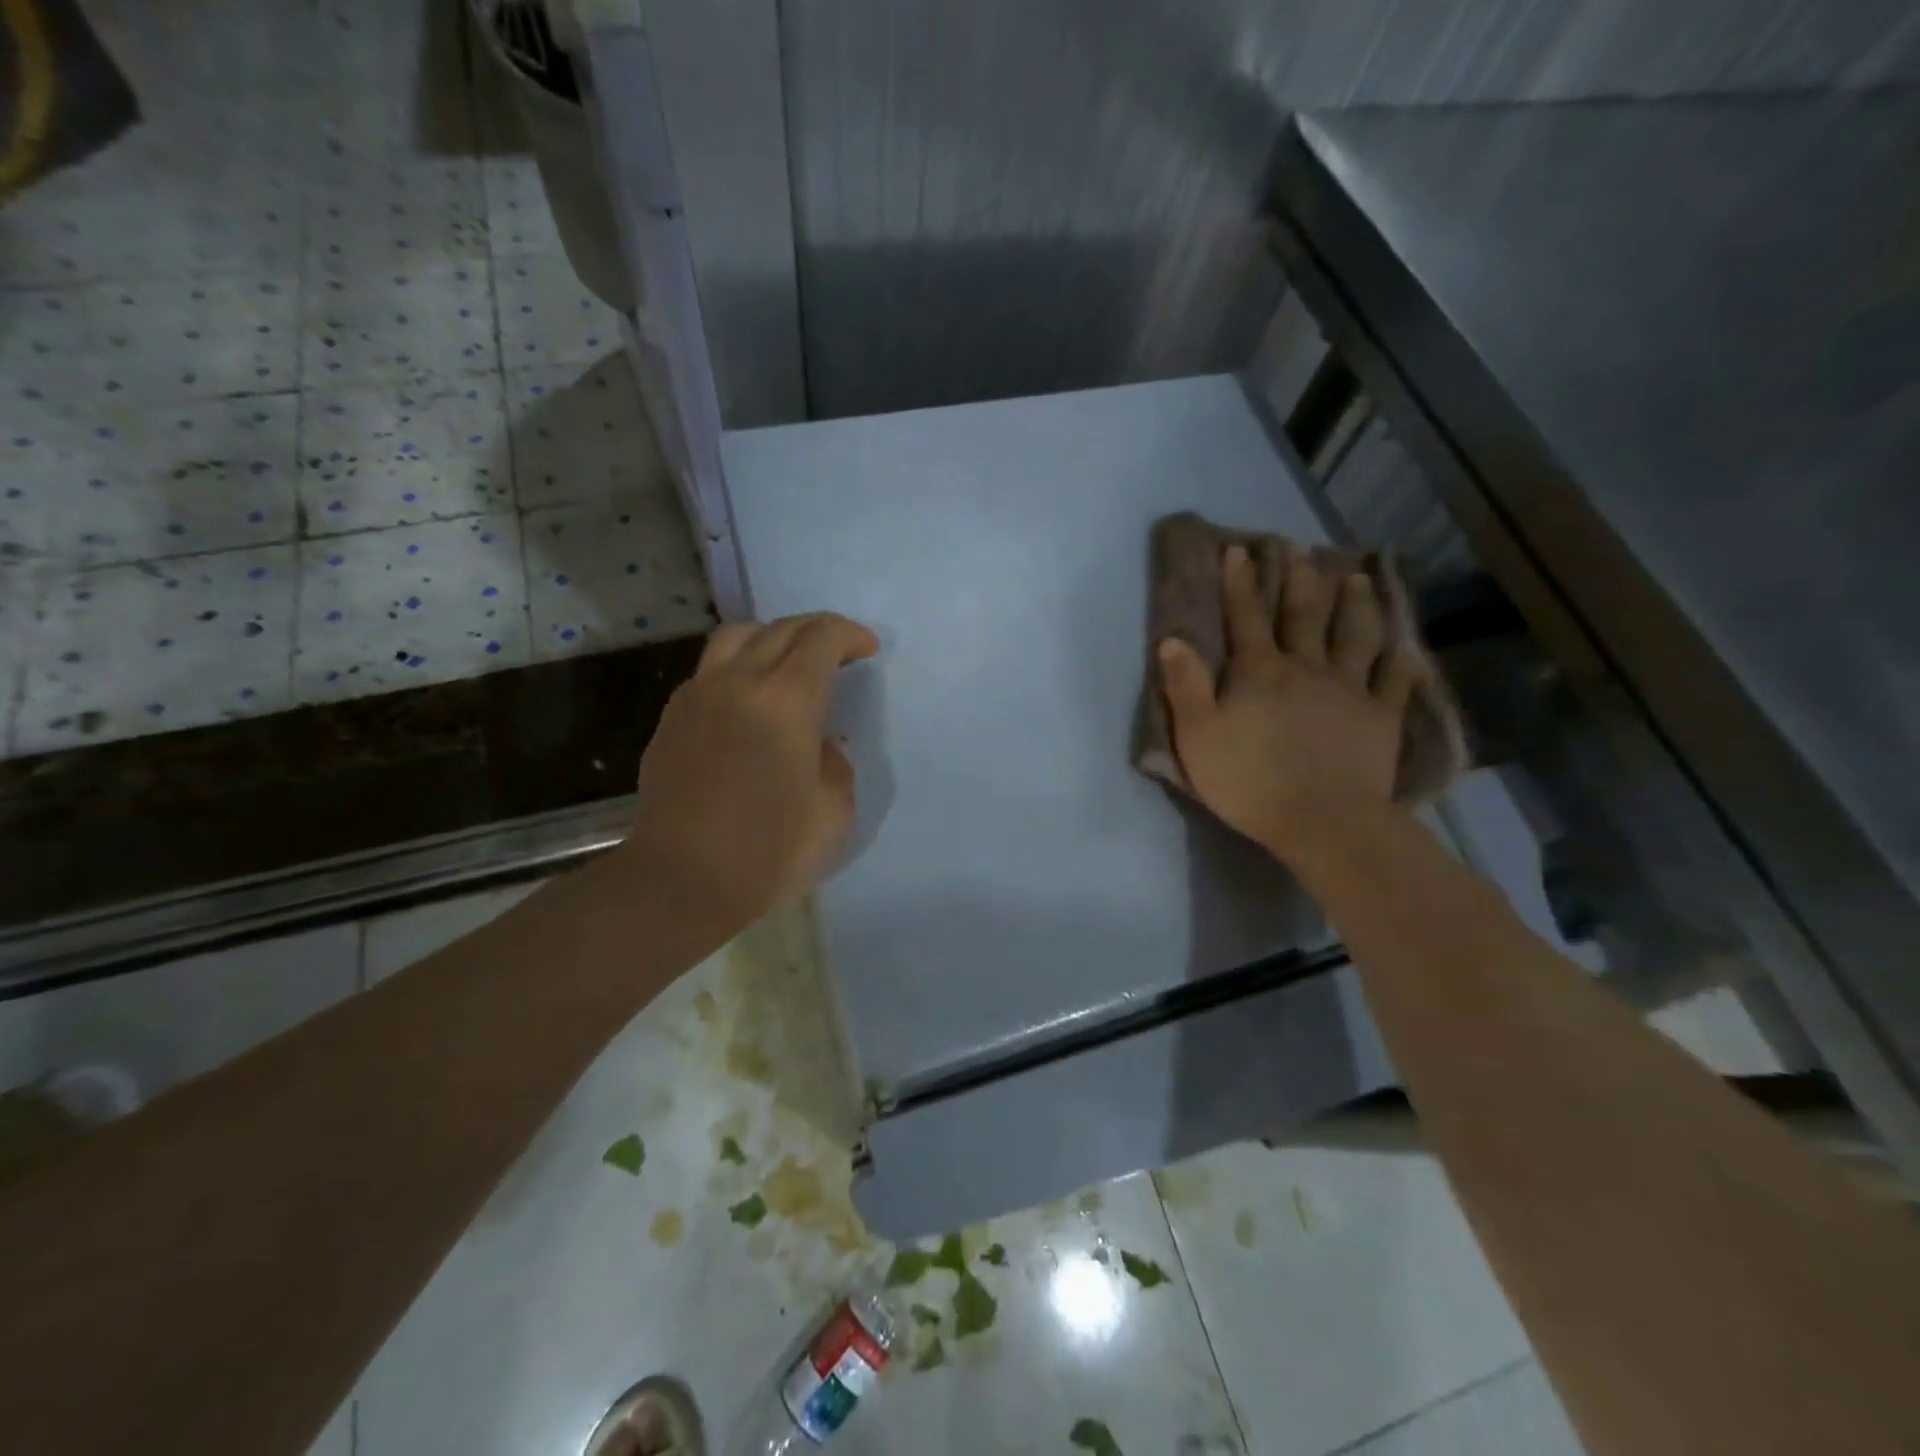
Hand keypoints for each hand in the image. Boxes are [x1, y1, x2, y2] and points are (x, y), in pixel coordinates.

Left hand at [627, 612, 878, 931]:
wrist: (682, 880)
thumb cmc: (769, 851)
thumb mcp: (834, 811)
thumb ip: (835, 763)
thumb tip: (817, 743)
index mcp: (786, 701)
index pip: (822, 638)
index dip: (850, 635)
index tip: (867, 649)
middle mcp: (738, 682)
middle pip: (780, 628)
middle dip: (817, 631)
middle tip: (838, 652)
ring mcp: (698, 696)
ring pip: (736, 637)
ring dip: (772, 637)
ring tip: (788, 663)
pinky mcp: (672, 718)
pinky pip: (710, 669)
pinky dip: (739, 666)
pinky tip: (749, 699)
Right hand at [1157, 543, 1416, 863]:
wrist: (1322, 821)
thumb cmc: (1249, 780)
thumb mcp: (1197, 737)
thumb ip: (1184, 686)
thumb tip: (1172, 639)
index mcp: (1259, 672)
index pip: (1245, 617)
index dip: (1240, 583)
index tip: (1239, 549)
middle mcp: (1306, 668)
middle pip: (1302, 615)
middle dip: (1298, 579)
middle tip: (1300, 548)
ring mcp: (1349, 689)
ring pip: (1354, 635)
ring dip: (1355, 604)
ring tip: (1358, 577)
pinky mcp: (1381, 717)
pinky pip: (1394, 679)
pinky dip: (1399, 658)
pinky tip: (1404, 644)